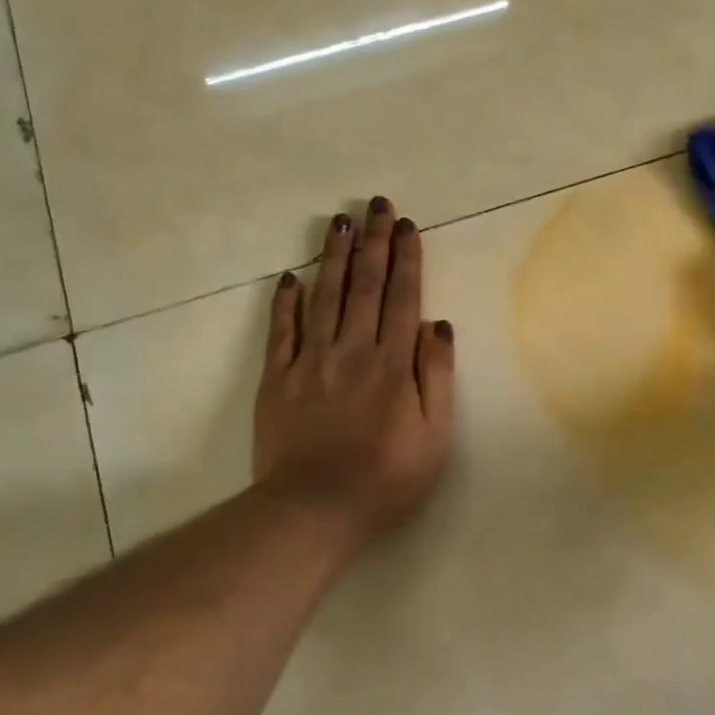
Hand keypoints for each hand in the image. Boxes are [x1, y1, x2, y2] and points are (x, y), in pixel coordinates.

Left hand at [252, 198, 456, 543]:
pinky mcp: (277, 379)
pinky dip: (286, 301)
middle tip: (376, 204)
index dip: (406, 259)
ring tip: (339, 221)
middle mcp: (352, 350)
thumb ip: (436, 375)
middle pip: (365, 286)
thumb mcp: (435, 433)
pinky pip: (281, 332)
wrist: (314, 509)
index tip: (406, 226)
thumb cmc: (387, 476)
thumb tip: (437, 325)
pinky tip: (291, 275)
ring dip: (334, 256)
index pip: (403, 298)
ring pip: (325, 297)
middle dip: (373, 242)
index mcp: (393, 363)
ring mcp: (310, 362)